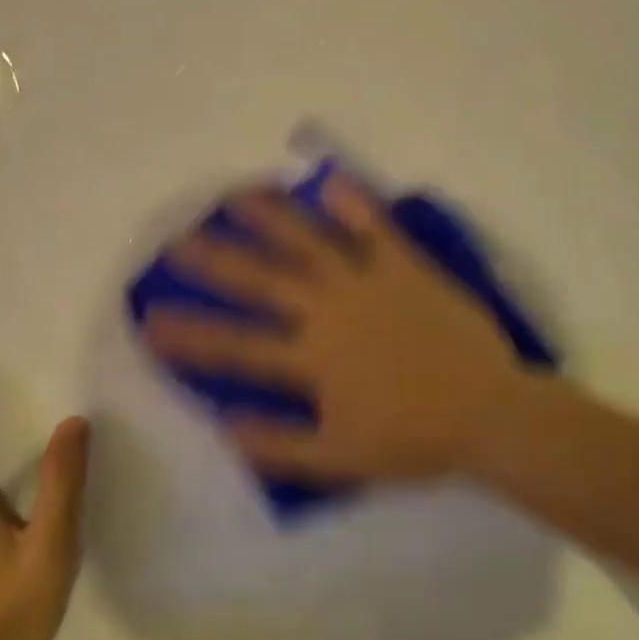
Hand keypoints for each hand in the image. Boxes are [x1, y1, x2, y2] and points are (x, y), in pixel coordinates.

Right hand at [141, 173, 521, 481]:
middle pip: (262, 280)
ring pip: (309, 241)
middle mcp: (329, 311)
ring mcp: (368, 282)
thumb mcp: (338, 458)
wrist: (488, 413)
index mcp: (311, 359)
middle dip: (215, 261)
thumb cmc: (413, 439)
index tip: (149, 319)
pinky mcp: (406, 266)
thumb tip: (222, 424)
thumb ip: (277, 443)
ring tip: (236, 196)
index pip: (236, 346)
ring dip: (270, 217)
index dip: (189, 334)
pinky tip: (328, 181)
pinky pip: (375, 227)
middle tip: (179, 240)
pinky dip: (352, 202)